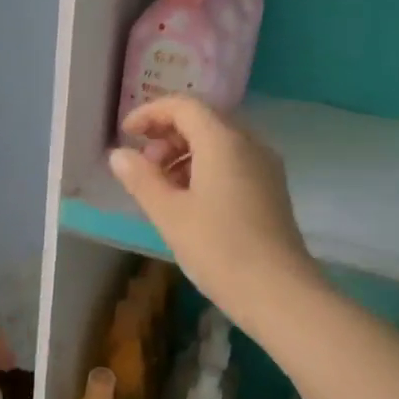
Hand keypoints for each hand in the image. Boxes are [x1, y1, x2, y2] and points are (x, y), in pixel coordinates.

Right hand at [108, 96, 314, 321]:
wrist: (279, 292)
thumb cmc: (218, 249)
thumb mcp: (169, 214)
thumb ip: (141, 179)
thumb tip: (119, 155)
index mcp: (224, 141)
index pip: (184, 106)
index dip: (151, 113)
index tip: (126, 134)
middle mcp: (249, 144)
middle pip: (204, 120)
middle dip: (168, 134)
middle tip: (143, 164)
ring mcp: (265, 167)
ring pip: (219, 143)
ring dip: (185, 153)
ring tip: (161, 186)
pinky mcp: (271, 190)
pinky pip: (234, 163)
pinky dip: (205, 168)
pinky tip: (190, 201)